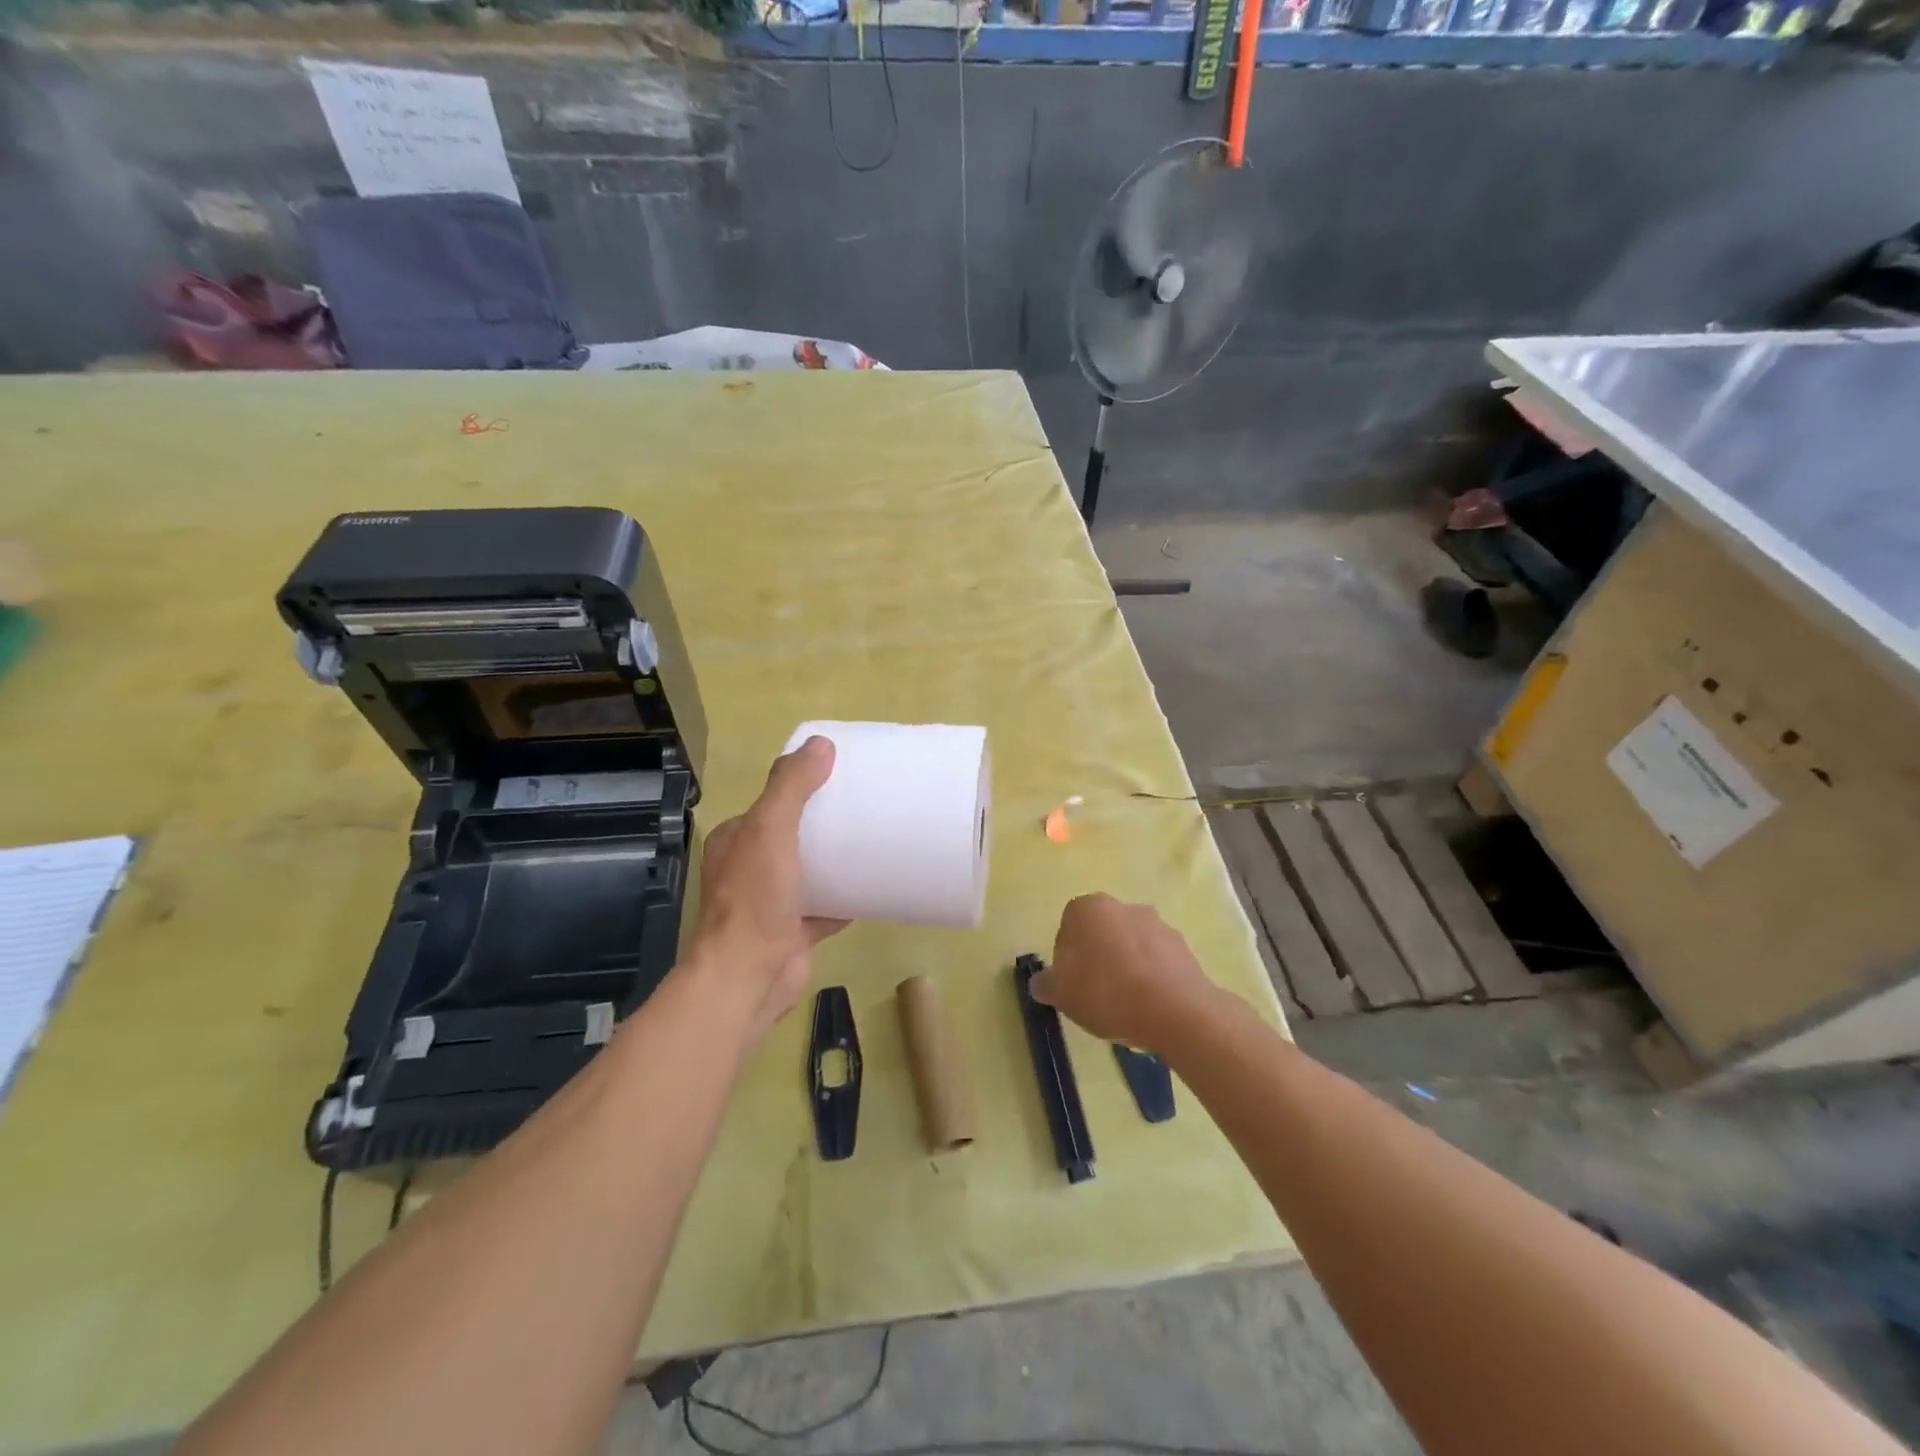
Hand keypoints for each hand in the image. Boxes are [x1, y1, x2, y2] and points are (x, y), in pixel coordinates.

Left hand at [690, 737, 846, 1039]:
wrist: (749, 977)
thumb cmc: (755, 899)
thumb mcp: (770, 830)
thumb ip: (791, 787)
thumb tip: (820, 745)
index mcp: (737, 840)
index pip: (771, 803)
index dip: (801, 786)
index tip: (839, 776)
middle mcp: (749, 869)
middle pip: (793, 836)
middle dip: (824, 823)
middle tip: (865, 807)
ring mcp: (771, 903)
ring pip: (809, 872)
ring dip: (835, 860)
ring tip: (874, 841)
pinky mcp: (793, 931)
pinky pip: (825, 908)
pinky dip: (846, 899)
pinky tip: (875, 887)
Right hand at [1029, 894, 1219, 1052]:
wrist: (1176, 1011)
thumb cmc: (1108, 994)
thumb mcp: (1062, 995)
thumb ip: (1046, 984)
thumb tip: (1042, 982)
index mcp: (1089, 908)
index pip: (1068, 927)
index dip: (1066, 957)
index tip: (1071, 983)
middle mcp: (1124, 906)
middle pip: (1101, 933)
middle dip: (1097, 958)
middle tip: (1095, 994)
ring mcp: (1158, 924)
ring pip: (1130, 945)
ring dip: (1125, 967)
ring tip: (1126, 1005)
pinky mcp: (1183, 947)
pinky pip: (1156, 960)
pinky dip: (1150, 977)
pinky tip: (1149, 1006)